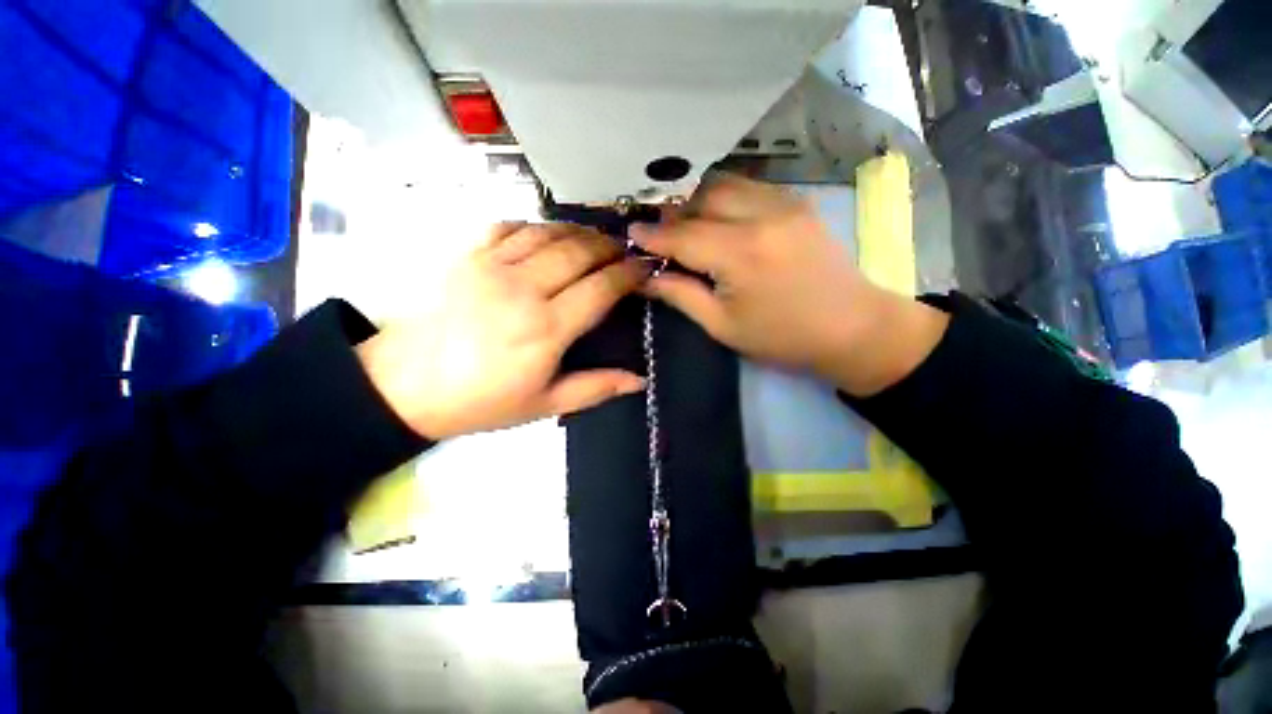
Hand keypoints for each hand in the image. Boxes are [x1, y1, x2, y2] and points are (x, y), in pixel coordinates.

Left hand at [357, 223, 649, 438]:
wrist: (404, 386)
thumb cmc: (481, 401)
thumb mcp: (544, 405)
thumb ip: (595, 388)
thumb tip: (640, 380)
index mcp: (546, 329)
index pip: (601, 287)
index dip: (629, 274)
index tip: (645, 268)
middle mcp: (523, 288)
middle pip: (579, 251)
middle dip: (610, 247)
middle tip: (624, 251)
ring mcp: (491, 265)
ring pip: (548, 232)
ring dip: (578, 231)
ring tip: (595, 240)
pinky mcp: (466, 255)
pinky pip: (509, 226)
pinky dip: (536, 226)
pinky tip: (547, 235)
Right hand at [632, 174, 947, 396]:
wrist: (854, 328)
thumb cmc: (783, 337)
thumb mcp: (723, 326)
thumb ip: (680, 295)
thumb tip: (645, 278)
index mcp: (740, 254)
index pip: (682, 235)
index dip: (652, 234)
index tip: (630, 232)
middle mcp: (761, 215)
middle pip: (700, 198)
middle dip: (672, 212)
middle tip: (656, 231)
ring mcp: (784, 202)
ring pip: (724, 184)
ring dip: (696, 201)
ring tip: (683, 223)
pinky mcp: (797, 201)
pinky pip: (748, 187)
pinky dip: (723, 197)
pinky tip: (716, 217)